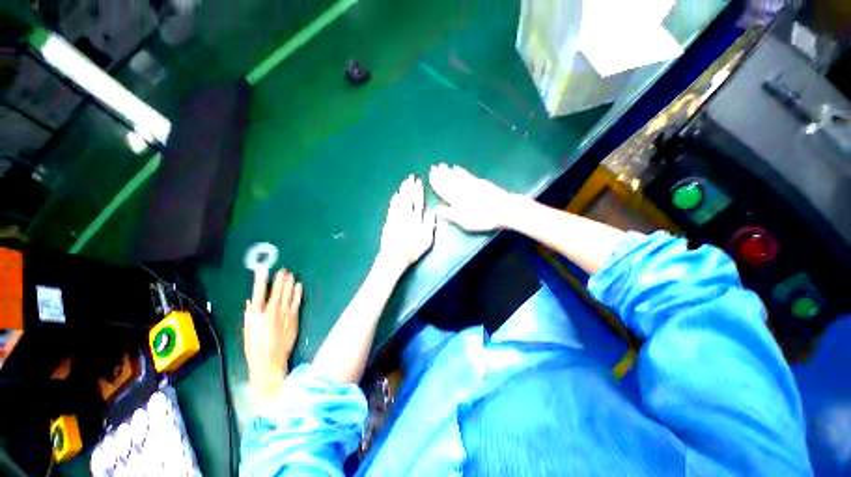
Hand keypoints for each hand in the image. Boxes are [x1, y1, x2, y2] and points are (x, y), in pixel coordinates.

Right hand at [244, 268, 301, 409]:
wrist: (270, 360)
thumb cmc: (255, 346)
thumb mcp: (248, 330)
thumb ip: (250, 314)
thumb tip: (251, 301)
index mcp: (256, 314)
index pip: (258, 293)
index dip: (261, 279)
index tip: (263, 268)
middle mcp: (271, 311)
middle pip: (277, 291)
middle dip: (280, 279)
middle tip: (283, 269)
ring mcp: (284, 314)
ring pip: (288, 294)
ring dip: (289, 283)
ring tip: (290, 274)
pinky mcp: (294, 317)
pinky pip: (297, 301)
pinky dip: (298, 293)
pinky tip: (299, 286)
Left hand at [378, 175, 435, 273]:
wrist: (394, 256)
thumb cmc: (413, 250)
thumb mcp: (427, 240)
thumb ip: (430, 225)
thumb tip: (432, 213)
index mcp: (416, 219)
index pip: (418, 201)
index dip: (419, 191)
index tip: (419, 182)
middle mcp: (406, 215)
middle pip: (408, 198)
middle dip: (410, 186)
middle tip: (410, 176)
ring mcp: (396, 217)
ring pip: (399, 200)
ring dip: (402, 191)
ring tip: (404, 182)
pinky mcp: (389, 221)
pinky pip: (392, 207)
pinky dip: (394, 200)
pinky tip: (395, 195)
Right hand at [429, 164, 516, 231]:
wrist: (502, 208)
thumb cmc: (481, 218)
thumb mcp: (463, 220)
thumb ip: (449, 214)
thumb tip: (436, 209)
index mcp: (455, 199)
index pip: (442, 189)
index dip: (436, 182)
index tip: (430, 176)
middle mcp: (460, 189)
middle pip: (448, 180)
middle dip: (440, 174)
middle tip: (433, 167)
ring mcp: (470, 184)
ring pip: (456, 175)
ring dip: (448, 170)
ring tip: (442, 165)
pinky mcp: (479, 181)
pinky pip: (466, 174)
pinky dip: (460, 170)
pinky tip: (457, 168)